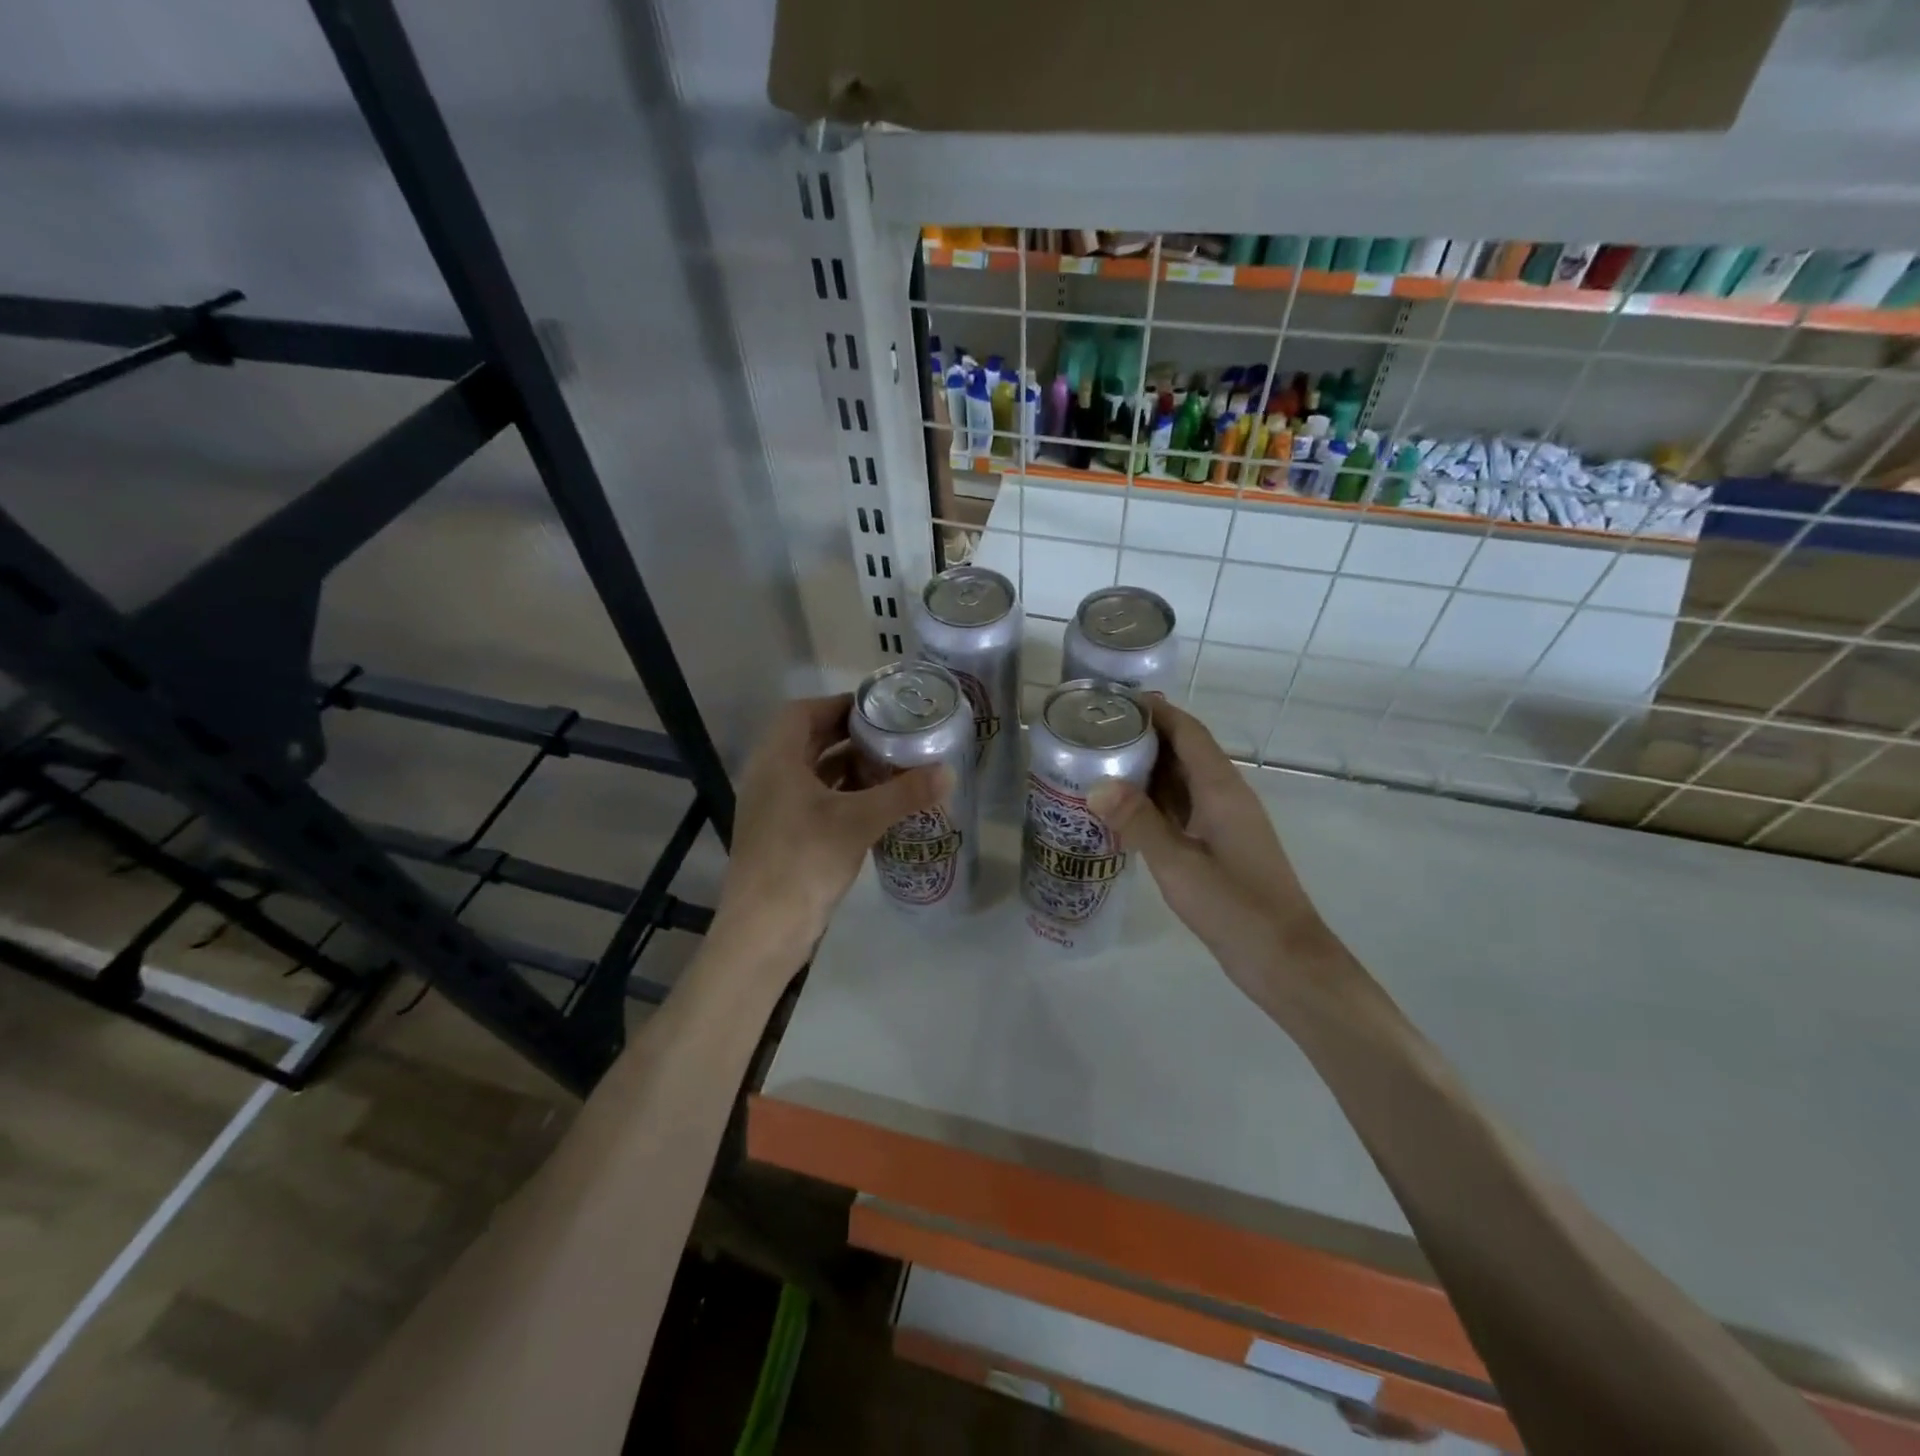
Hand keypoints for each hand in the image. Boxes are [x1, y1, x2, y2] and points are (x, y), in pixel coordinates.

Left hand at [713, 695, 948, 962]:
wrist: (764, 930)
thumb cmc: (805, 861)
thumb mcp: (859, 821)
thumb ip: (904, 793)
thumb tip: (949, 772)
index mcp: (776, 761)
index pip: (803, 712)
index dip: (839, 705)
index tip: (877, 709)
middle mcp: (768, 777)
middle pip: (808, 741)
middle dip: (849, 736)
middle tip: (891, 735)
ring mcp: (771, 809)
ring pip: (811, 772)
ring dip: (847, 766)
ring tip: (889, 765)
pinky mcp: (780, 835)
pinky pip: (812, 800)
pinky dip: (841, 794)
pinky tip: (873, 804)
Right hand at [1087, 700, 1340, 1003]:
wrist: (1284, 958)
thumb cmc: (1235, 907)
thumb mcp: (1178, 865)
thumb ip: (1138, 823)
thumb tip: (1097, 784)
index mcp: (1222, 789)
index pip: (1188, 732)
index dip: (1157, 710)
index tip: (1115, 699)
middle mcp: (1226, 796)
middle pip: (1185, 751)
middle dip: (1145, 735)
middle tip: (1095, 731)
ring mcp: (1224, 822)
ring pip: (1183, 780)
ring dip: (1149, 768)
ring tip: (1101, 761)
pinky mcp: (1220, 845)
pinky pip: (1184, 807)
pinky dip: (1155, 799)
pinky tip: (1125, 808)